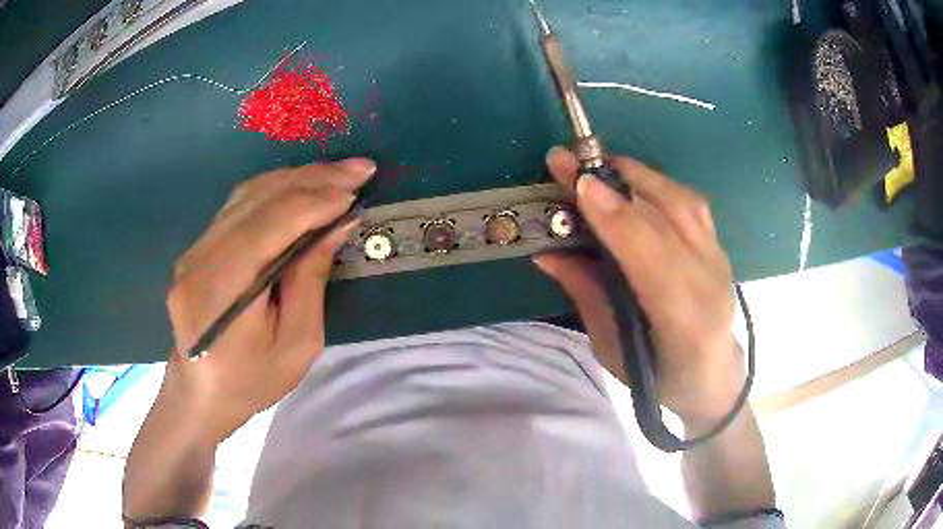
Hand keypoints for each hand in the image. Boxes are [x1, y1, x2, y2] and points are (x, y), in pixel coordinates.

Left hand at [163, 158, 374, 442]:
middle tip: (358, 169)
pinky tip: (302, 186)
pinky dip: (275, 190)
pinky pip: (238, 205)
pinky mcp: (197, 248)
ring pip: (247, 194)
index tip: (355, 192)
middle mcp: (200, 260)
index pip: (268, 226)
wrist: (200, 393)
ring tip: (337, 173)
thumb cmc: (252, 382)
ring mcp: (194, 250)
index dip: (314, 202)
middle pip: (258, 200)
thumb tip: (335, 225)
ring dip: (296, 178)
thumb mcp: (296, 345)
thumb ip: (311, 280)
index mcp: (221, 292)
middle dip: (313, 179)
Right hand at [535, 147, 741, 428]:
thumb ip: (586, 295)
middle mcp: (710, 281)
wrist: (714, 377)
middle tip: (570, 161)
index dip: (617, 217)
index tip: (580, 185)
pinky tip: (632, 182)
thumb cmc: (658, 377)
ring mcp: (720, 259)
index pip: (653, 257)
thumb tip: (548, 252)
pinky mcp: (719, 246)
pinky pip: (690, 203)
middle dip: (617, 182)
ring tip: (597, 165)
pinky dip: (657, 184)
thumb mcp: (612, 349)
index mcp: (684, 322)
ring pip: (682, 200)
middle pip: (669, 215)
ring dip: (637, 175)